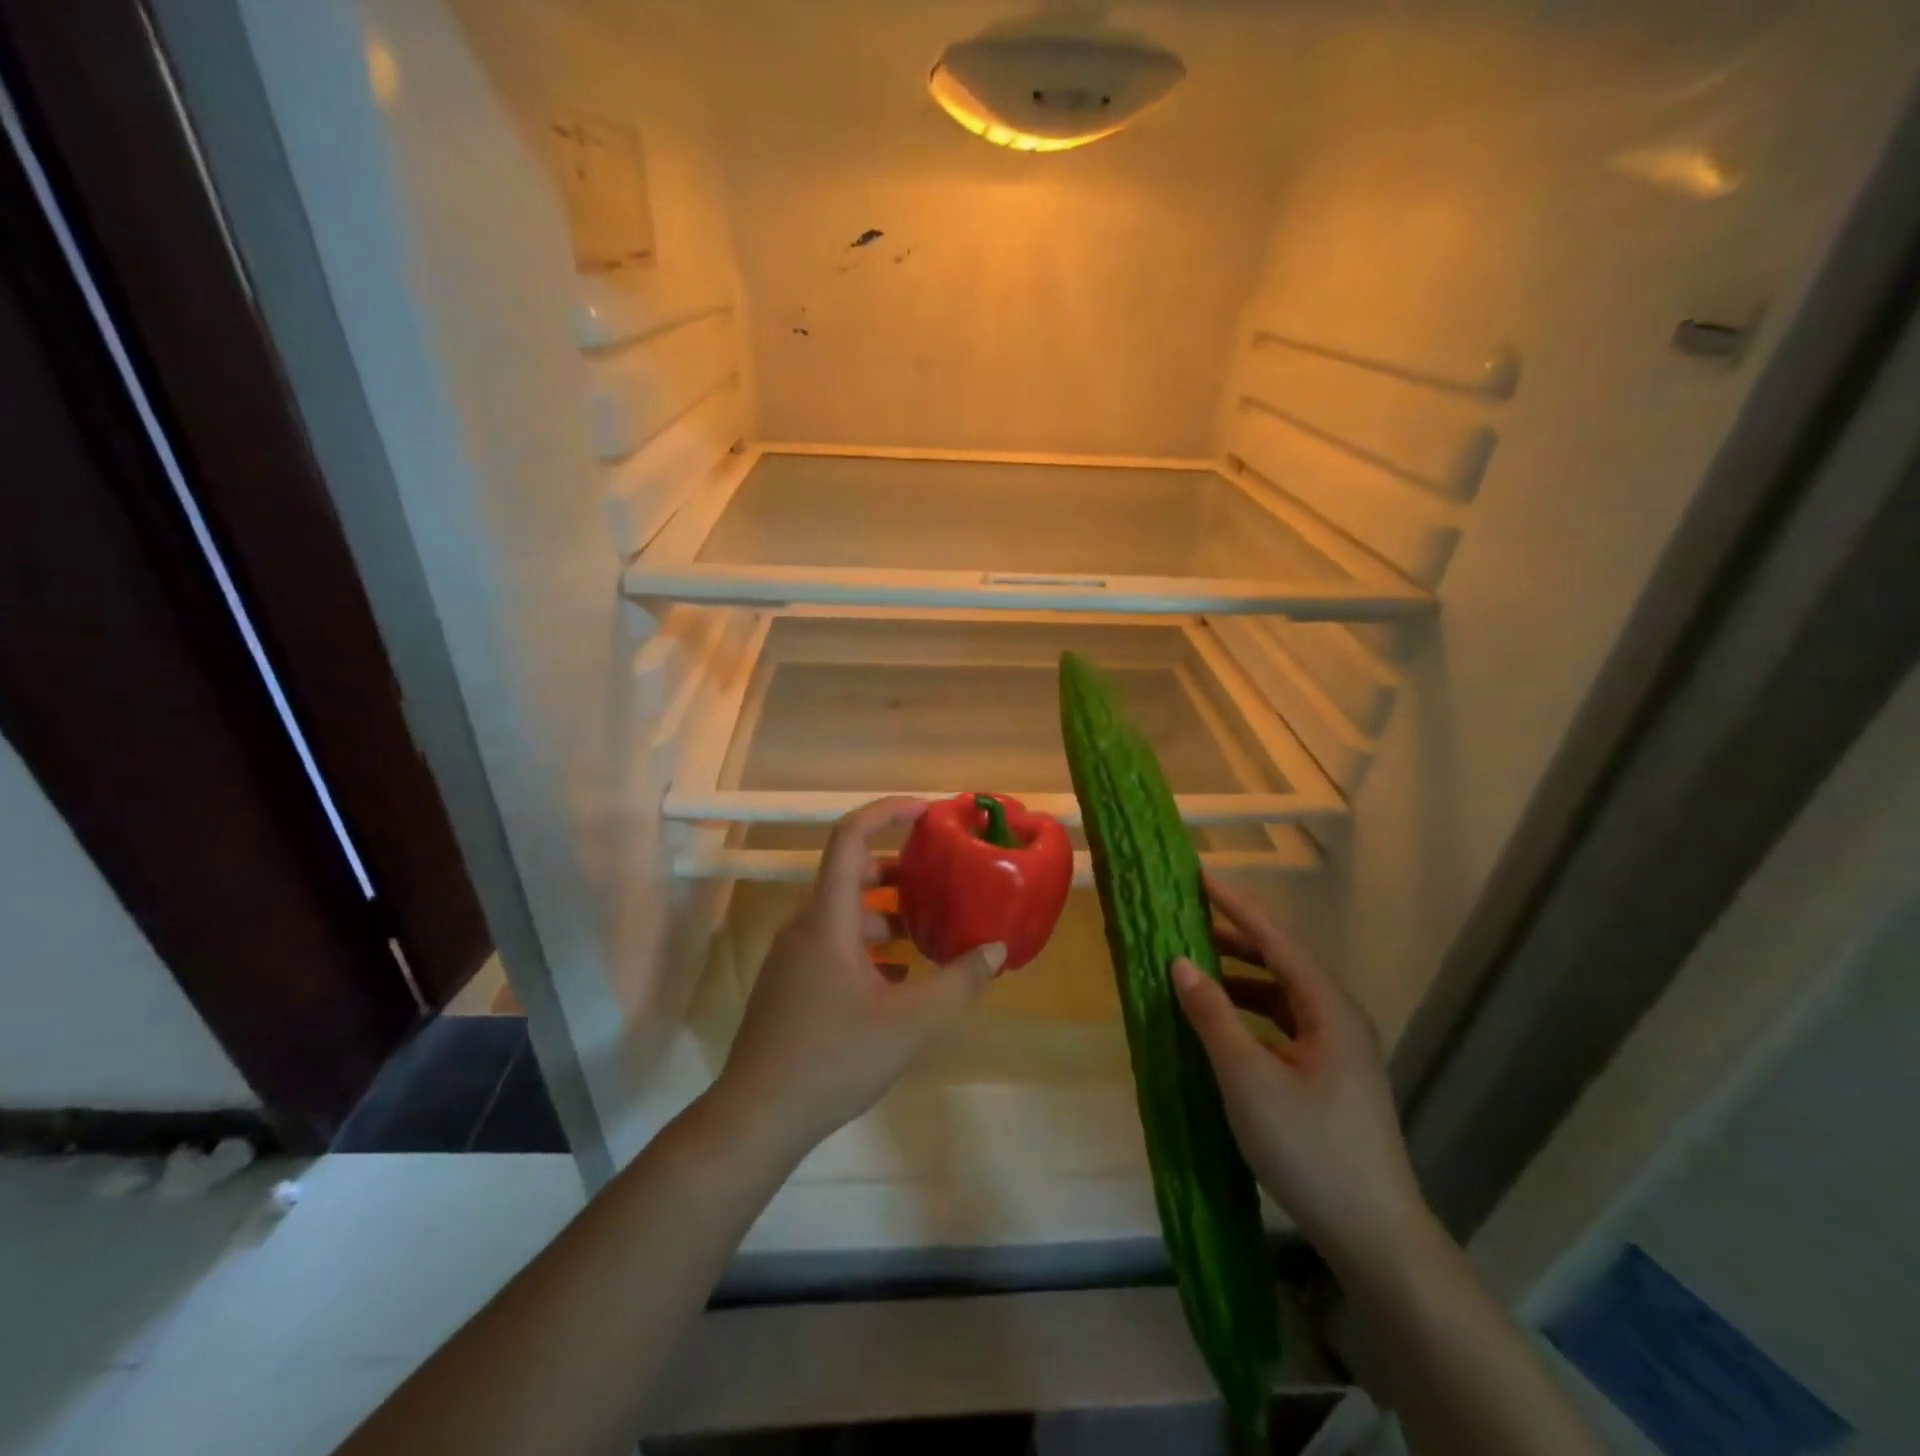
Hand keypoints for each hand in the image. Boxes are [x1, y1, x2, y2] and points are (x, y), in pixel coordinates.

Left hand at [714, 797, 1005, 1155]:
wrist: (759, 1115)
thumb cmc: (835, 1058)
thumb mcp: (912, 1022)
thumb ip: (960, 981)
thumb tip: (997, 949)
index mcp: (828, 920)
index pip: (850, 838)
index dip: (887, 813)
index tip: (927, 812)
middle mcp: (805, 926)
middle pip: (849, 873)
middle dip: (895, 868)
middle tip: (936, 878)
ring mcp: (793, 955)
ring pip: (843, 912)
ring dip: (884, 911)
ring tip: (926, 931)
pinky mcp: (790, 983)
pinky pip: (833, 943)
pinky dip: (867, 943)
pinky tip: (898, 975)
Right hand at [1171, 874, 1433, 1273]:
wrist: (1376, 1236)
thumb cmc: (1310, 1149)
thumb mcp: (1249, 1079)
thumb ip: (1213, 1016)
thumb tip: (1181, 964)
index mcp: (1328, 1008)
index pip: (1276, 940)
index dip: (1237, 906)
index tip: (1201, 877)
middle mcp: (1339, 1018)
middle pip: (1282, 962)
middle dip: (1235, 938)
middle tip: (1188, 920)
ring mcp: (1339, 1049)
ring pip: (1283, 995)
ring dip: (1240, 977)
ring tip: (1195, 967)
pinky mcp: (1331, 1076)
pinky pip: (1284, 1024)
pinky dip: (1250, 1012)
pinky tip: (1223, 1023)